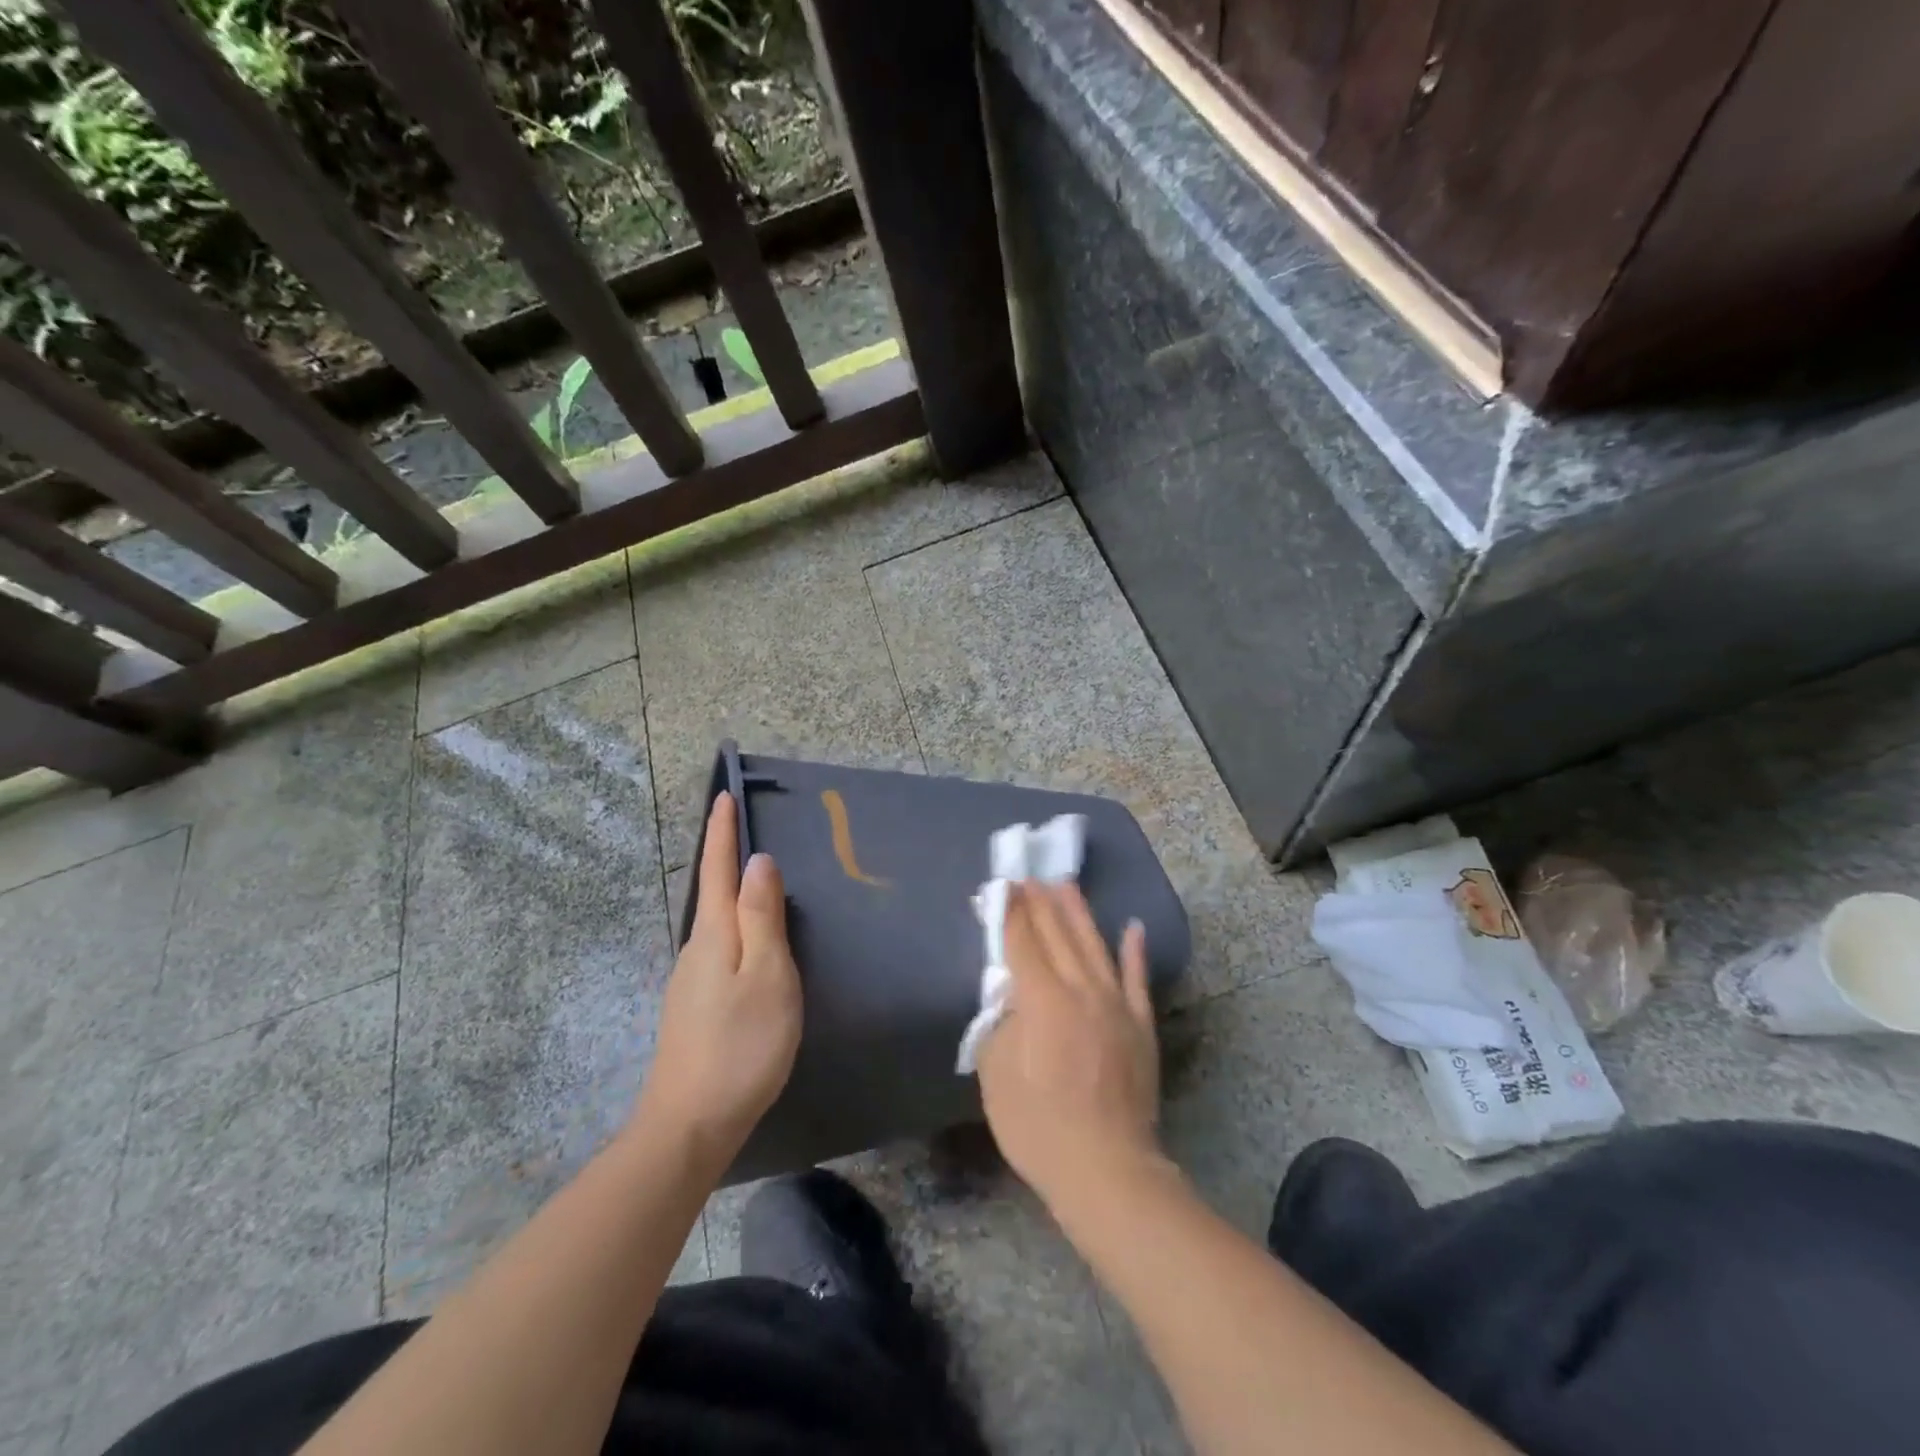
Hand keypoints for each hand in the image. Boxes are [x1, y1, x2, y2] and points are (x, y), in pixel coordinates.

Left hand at [636, 792, 801, 1166]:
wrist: (690, 1125)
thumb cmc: (741, 1045)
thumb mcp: (766, 975)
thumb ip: (762, 917)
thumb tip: (757, 862)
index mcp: (714, 935)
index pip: (717, 870)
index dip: (722, 832)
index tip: (724, 795)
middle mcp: (696, 950)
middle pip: (712, 893)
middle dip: (724, 857)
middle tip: (743, 827)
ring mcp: (691, 981)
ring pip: (716, 924)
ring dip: (732, 895)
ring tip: (756, 880)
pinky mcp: (696, 1007)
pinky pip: (719, 949)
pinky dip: (736, 929)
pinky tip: (752, 945)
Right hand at [977, 881, 1161, 1212]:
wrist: (1106, 1169)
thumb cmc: (1038, 1127)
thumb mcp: (997, 1076)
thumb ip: (1000, 1026)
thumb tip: (1010, 998)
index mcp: (1041, 1000)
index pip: (1022, 941)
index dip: (1010, 912)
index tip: (1003, 886)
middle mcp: (1080, 990)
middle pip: (1057, 935)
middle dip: (1041, 902)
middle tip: (1030, 875)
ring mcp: (1115, 1005)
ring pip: (1094, 946)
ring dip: (1079, 913)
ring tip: (1067, 884)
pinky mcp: (1141, 1026)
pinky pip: (1137, 979)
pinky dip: (1135, 951)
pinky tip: (1133, 926)